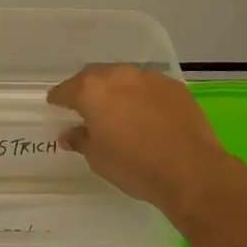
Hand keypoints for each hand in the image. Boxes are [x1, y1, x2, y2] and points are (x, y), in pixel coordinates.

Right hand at [48, 65, 246, 224]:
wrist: (190, 170)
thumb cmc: (134, 166)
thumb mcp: (98, 159)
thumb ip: (80, 140)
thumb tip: (69, 134)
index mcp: (92, 90)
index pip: (66, 90)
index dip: (59, 99)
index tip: (56, 105)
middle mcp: (118, 75)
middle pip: (94, 77)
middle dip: (88, 90)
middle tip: (86, 107)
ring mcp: (148, 78)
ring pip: (124, 78)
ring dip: (117, 90)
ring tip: (119, 109)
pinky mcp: (173, 86)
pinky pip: (149, 87)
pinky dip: (142, 96)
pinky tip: (147, 114)